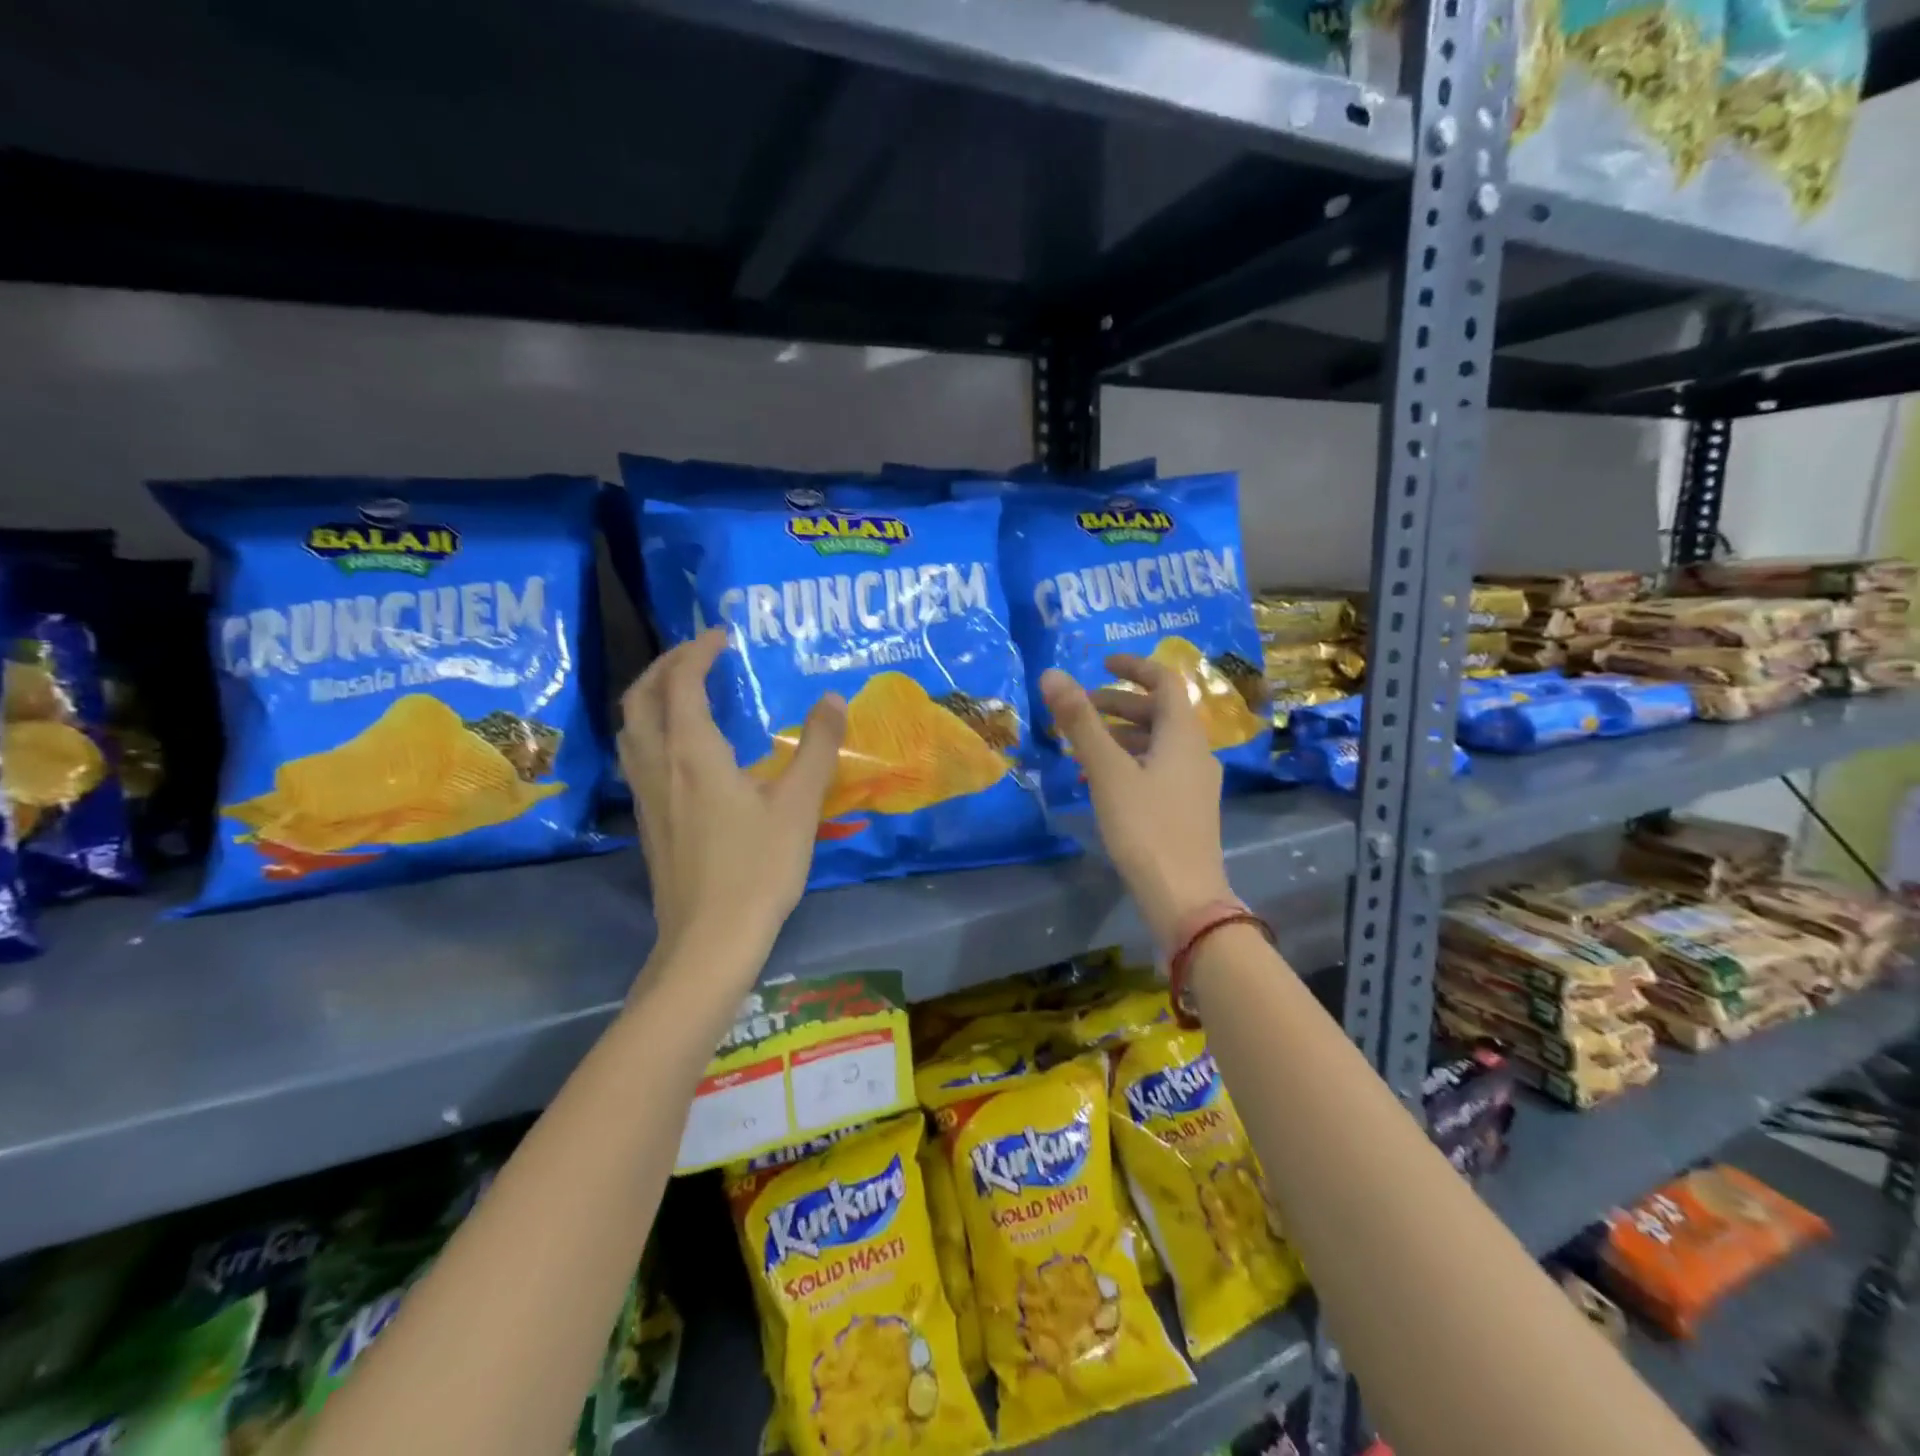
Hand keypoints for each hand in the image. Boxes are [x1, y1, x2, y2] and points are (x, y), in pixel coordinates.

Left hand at [619, 629, 845, 970]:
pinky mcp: (648, 822)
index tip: (721, 634)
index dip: (697, 650)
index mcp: (691, 753)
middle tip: (697, 653)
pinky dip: (652, 730)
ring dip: (651, 697)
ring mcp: (646, 796)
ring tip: (683, 690)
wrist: (709, 940)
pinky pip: (637, 756)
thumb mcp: (798, 805)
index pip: (681, 682)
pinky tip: (681, 749)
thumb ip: (816, 747)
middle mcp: (658, 765)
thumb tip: (832, 697)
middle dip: (664, 665)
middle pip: (640, 698)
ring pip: (630, 729)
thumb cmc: (757, 869)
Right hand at [1041, 656, 1232, 948]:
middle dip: (1118, 704)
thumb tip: (1051, 674)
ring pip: (1157, 743)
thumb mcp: (1107, 771)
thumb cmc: (1145, 827)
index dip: (1134, 666)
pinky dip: (1129, 761)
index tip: (1101, 663)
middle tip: (1080, 709)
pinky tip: (1102, 782)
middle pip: (1159, 712)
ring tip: (1082, 746)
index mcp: (1184, 736)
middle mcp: (1196, 753)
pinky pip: (1157, 768)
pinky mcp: (1187, 809)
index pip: (1165, 682)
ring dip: (1121, 735)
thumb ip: (1080, 722)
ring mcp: (1195, 784)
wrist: (1184, 897)